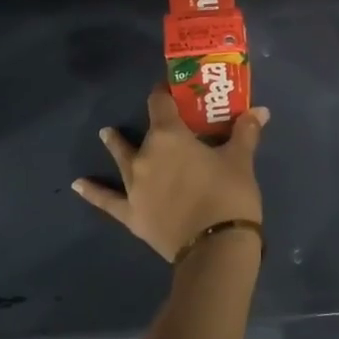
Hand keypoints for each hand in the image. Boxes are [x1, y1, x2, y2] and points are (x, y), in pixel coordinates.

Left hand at [73, 85, 269, 260]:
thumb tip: (260, 110)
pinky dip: (93, 192)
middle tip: (161, 120)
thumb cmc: (229, 196)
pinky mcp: (131, 214)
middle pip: (145, 131)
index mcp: (169, 136)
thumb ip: (246, 132)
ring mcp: (134, 186)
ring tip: (105, 134)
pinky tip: (78, 185)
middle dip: (152, 124)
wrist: (215, 249)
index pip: (161, 103)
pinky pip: (107, 200)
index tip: (171, 89)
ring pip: (121, 158)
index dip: (165, 93)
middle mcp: (145, 155)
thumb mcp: (241, 160)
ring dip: (115, 145)